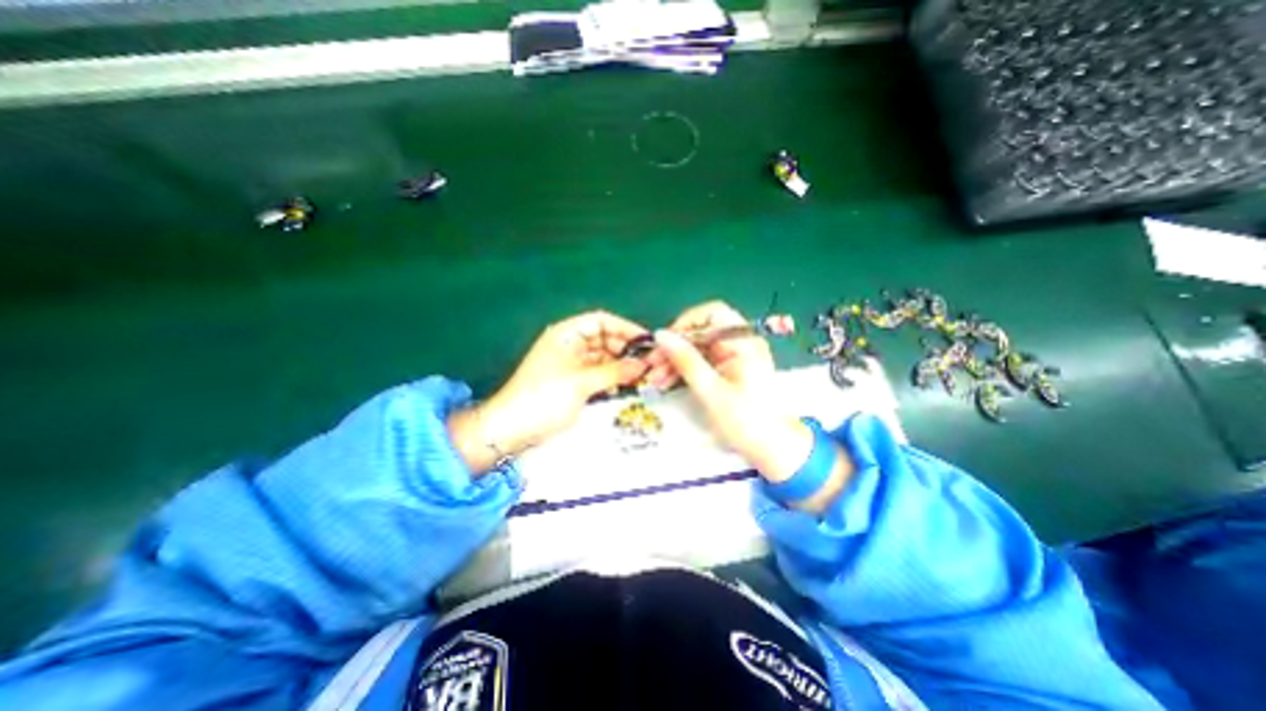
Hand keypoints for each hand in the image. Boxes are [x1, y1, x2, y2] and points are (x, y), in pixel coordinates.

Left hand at [448, 308, 647, 468]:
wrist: (511, 429)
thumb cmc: (544, 398)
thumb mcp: (581, 382)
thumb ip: (615, 371)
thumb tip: (643, 364)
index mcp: (567, 334)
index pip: (601, 321)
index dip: (624, 328)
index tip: (646, 341)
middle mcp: (570, 344)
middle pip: (604, 339)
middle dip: (625, 350)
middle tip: (648, 364)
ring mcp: (571, 364)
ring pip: (603, 358)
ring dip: (620, 366)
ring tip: (641, 377)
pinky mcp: (572, 382)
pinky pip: (597, 374)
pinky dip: (610, 378)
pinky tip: (623, 387)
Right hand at [644, 298, 822, 489]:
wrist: (773, 450)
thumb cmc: (747, 421)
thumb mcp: (712, 391)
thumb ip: (686, 360)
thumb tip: (660, 335)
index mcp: (744, 341)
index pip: (711, 314)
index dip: (685, 323)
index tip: (664, 342)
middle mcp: (739, 343)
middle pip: (700, 333)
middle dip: (675, 348)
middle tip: (651, 365)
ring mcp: (733, 357)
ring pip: (696, 349)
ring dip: (675, 361)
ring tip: (655, 380)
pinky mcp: (727, 370)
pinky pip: (700, 362)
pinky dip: (684, 371)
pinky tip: (666, 382)